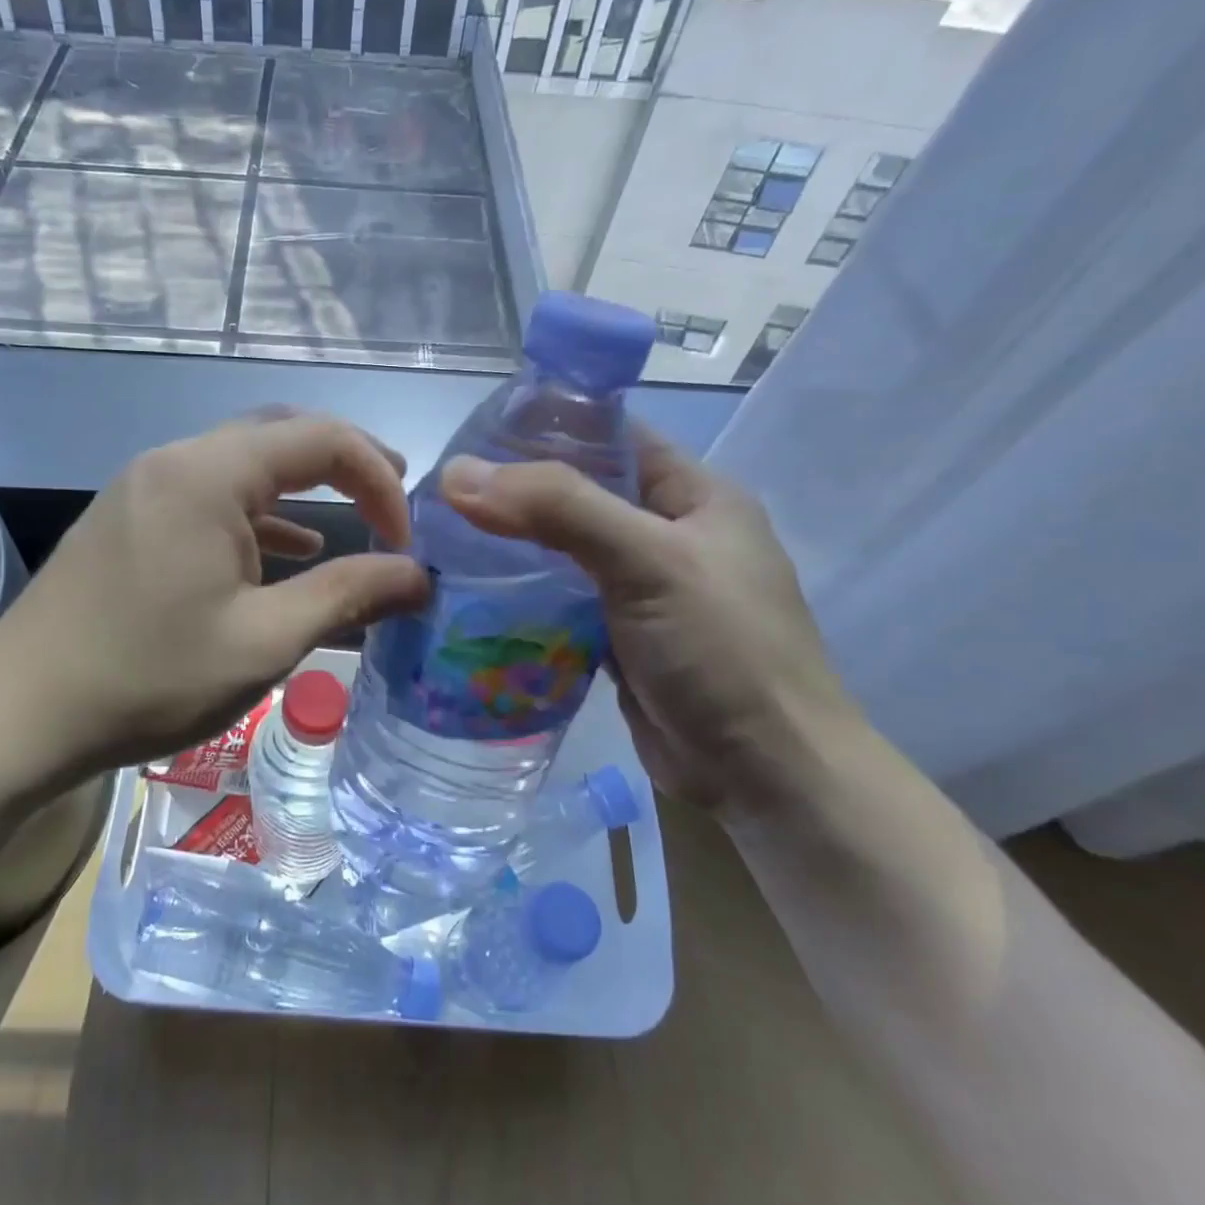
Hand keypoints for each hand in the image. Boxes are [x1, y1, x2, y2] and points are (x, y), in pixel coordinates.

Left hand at [0, 411, 430, 779]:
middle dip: (346, 464)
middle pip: (281, 435)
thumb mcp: (264, 642)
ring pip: (244, 464)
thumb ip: (350, 596)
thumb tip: (420, 576)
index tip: (407, 540)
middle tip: (395, 504)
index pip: (321, 438)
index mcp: (208, 473)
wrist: (18, 716)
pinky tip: (285, 551)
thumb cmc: (150, 678)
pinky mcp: (129, 518)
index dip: (379, 479)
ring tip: (356, 517)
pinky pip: (210, 496)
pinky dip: (259, 514)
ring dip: (303, 488)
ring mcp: (144, 486)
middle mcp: (175, 460)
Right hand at [438, 427, 857, 819]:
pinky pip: (560, 600)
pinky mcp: (617, 636)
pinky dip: (521, 595)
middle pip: (578, 493)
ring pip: (563, 549)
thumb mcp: (648, 562)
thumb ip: (558, 508)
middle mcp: (667, 534)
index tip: (473, 434)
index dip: (546, 426)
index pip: (611, 435)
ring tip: (441, 537)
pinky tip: (470, 593)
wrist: (764, 778)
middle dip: (515, 491)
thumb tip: (457, 473)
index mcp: (693, 495)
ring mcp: (642, 588)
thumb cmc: (722, 653)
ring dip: (511, 545)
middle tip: (443, 492)